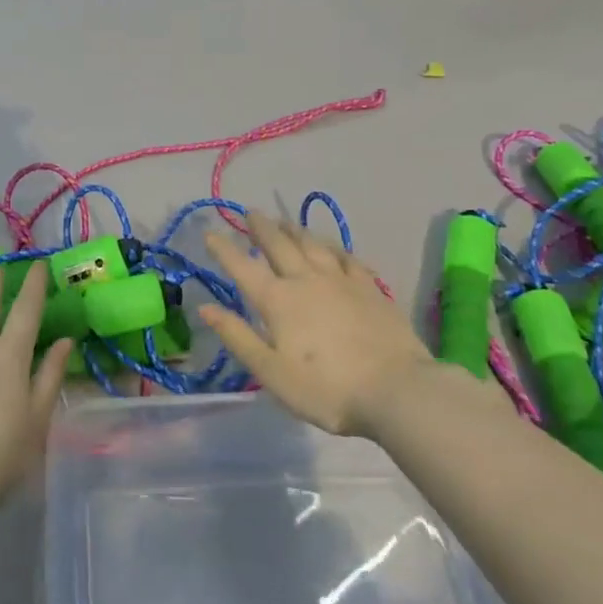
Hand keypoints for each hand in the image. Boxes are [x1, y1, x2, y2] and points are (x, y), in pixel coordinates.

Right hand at [200, 216, 429, 436]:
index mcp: (277, 300)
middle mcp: (306, 280)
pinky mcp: (371, 289)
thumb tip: (205, 308)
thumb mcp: (270, 372)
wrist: (397, 390)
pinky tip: (333, 248)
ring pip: (313, 245)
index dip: (223, 249)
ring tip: (285, 222)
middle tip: (250, 212)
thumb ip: (238, 337)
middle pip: (279, 244)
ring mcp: (342, 281)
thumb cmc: (326, 389)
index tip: (209, 232)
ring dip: (295, 230)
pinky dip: (335, 248)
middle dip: (261, 227)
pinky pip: (348, 258)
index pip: (243, 267)